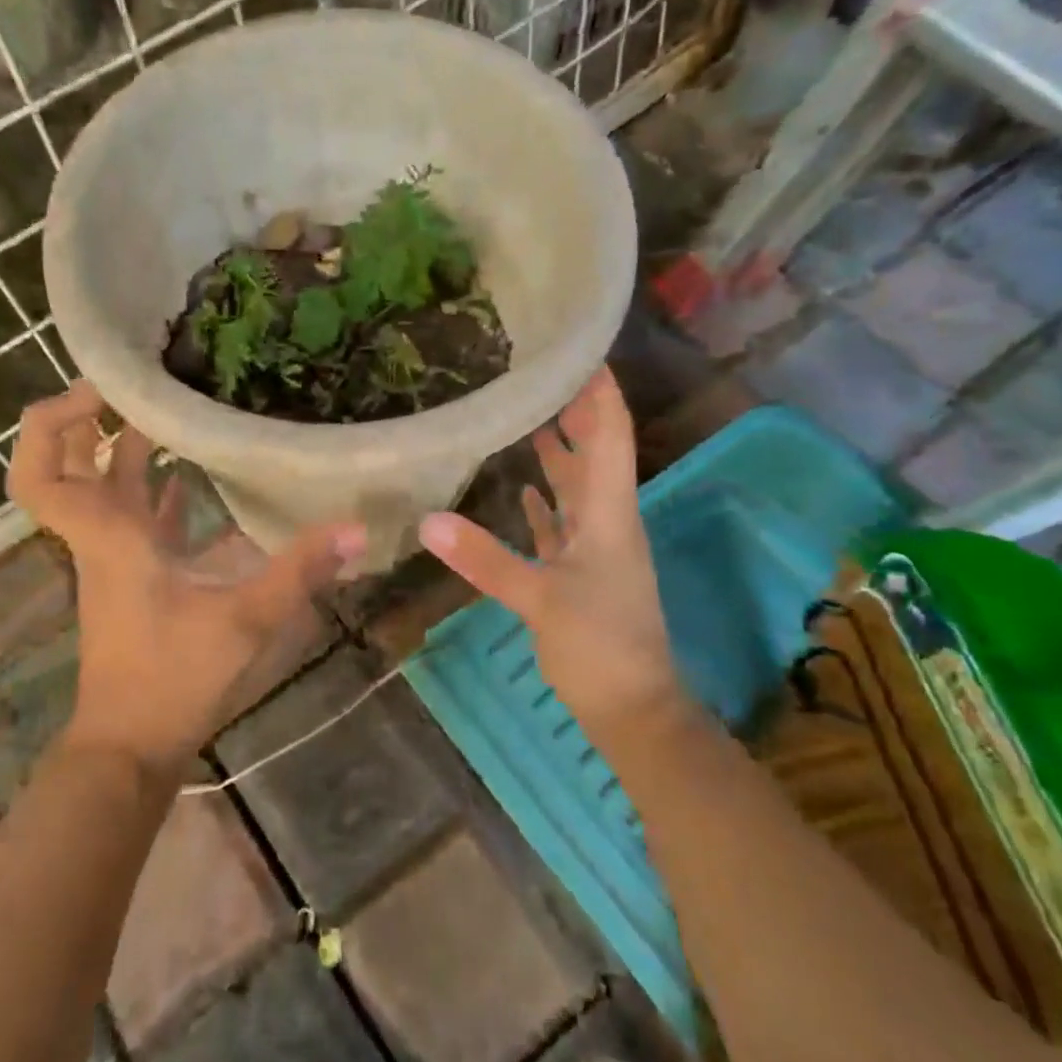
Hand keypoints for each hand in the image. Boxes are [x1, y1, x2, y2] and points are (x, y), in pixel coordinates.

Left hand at [7, 381, 366, 780]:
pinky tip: (202, 477)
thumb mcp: (243, 621)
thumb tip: (356, 528)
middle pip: (70, 465)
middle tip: (144, 382)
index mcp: (108, 536)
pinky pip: (140, 517)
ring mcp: (117, 557)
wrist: (132, 747)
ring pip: (108, 487)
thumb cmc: (172, 680)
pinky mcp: (136, 577)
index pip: (41, 473)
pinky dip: (161, 491)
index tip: (100, 389)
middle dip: (95, 418)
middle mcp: (103, 537)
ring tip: (181, 409)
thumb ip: (299, 572)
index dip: (54, 422)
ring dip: (132, 448)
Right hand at [418, 367, 683, 736]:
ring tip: (532, 415)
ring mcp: (596, 549)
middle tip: (542, 373)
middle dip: (575, 412)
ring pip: (578, 487)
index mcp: (609, 514)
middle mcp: (607, 521)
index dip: (600, 393)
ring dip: (560, 453)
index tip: (582, 351)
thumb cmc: (600, 647)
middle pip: (594, 453)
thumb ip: (485, 559)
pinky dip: (545, 503)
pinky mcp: (581, 573)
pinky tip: (524, 488)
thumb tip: (427, 521)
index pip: (611, 437)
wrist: (633, 710)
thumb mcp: (540, 600)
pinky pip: (562, 524)